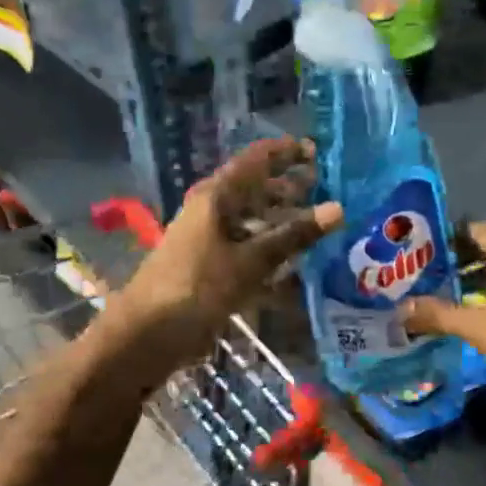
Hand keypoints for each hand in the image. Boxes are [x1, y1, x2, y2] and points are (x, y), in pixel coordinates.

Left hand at [107, 137, 342, 377]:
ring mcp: (211, 241)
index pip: (256, 160)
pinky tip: (296, 271)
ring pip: (253, 223)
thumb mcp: (250, 261)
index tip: (317, 151)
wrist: (148, 334)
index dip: (285, 152)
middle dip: (289, 189)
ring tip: (318, 227)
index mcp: (217, 196)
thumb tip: (337, 208)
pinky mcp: (211, 269)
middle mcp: (213, 212)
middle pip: (255, 190)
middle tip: (325, 190)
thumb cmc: (197, 287)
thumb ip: (294, 236)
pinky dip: (270, 257)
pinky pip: (247, 253)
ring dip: (283, 224)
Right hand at [402, 222, 485, 415]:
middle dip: (467, 259)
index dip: (457, 235)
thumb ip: (440, 315)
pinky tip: (484, 315)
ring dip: (484, 280)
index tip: (430, 245)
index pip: (485, 230)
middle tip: (434, 271)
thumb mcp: (479, 330)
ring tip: (452, 293)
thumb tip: (401, 309)